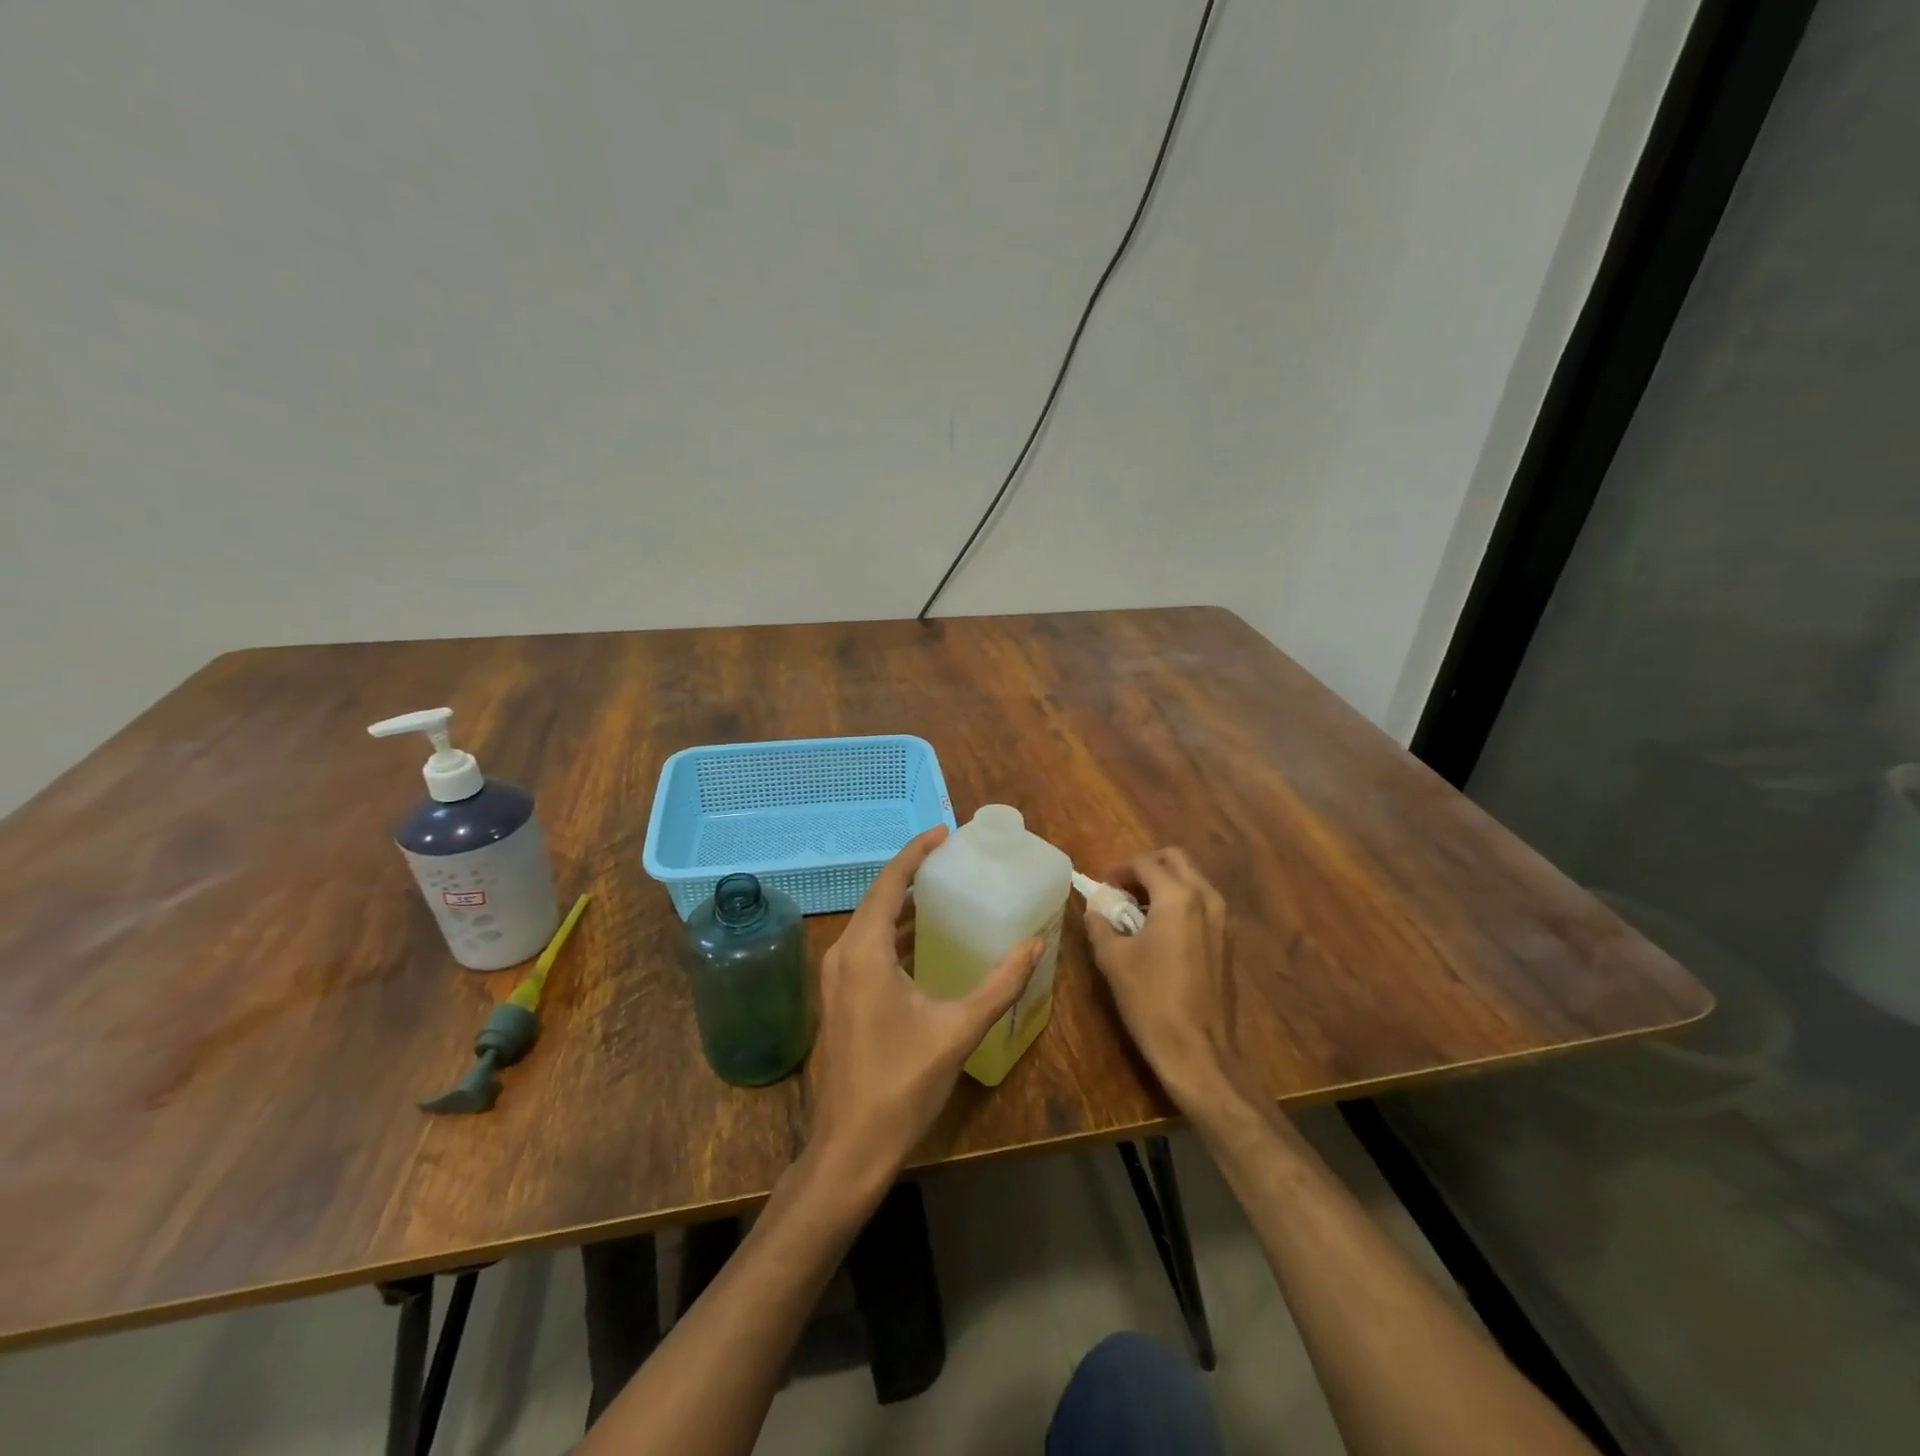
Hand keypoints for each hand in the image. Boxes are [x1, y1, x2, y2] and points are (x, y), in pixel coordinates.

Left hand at [807, 827, 1041, 1187]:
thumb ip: (1000, 984)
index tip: (945, 833)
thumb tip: (1035, 942)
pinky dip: (894, 931)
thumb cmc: (902, 1084)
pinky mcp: (840, 997)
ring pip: (870, 922)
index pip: (890, 883)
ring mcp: (836, 978)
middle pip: (878, 897)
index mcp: (865, 952)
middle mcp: (843, 954)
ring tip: (942, 889)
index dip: (916, 852)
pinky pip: (867, 946)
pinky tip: (922, 940)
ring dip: (902, 903)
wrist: (850, 1147)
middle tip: (951, 858)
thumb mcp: (958, 1030)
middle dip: (912, 872)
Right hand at [1085, 847, 1245, 1110]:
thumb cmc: (1151, 1001)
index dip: (1119, 870)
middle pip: (1175, 860)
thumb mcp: (1113, 959)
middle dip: (1146, 868)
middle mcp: (1206, 899)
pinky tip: (1160, 933)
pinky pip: (1202, 904)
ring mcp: (1223, 920)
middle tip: (1122, 890)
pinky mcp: (1228, 942)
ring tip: (1138, 911)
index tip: (1102, 888)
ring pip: (1192, 880)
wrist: (1199, 1052)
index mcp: (1177, 897)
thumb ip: (1100, 924)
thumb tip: (1094, 908)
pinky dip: (1180, 903)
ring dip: (1164, 884)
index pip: (1145, 863)